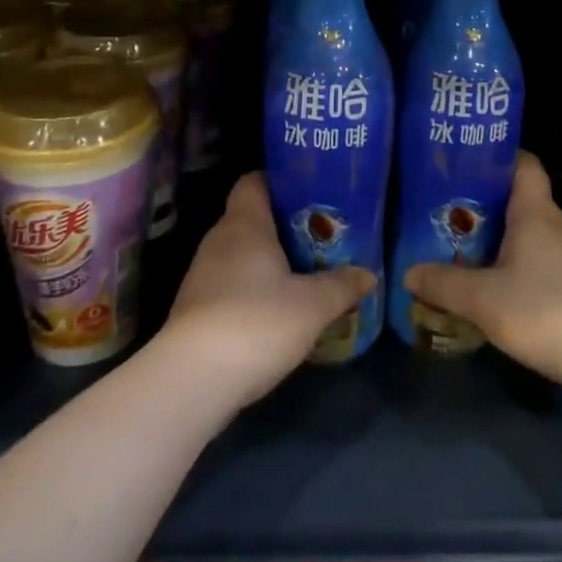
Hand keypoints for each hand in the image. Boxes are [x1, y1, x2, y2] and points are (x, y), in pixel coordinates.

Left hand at [159, 172, 375, 408]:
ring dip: (270, 261)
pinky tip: (279, 309)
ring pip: (242, 254)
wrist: (193, 380)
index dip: (279, 181)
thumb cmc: (257, 322)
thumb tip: (368, 273)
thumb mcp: (313, 304)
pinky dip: (254, 289)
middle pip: (251, 218)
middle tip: (321, 235)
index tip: (309, 191)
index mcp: (244, 224)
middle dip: (285, 225)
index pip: (254, 182)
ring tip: (306, 272)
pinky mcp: (196, 309)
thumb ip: (342, 285)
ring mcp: (202, 276)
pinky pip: (232, 284)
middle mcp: (218, 241)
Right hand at [404, 153, 561, 386]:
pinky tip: (495, 288)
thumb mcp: (481, 298)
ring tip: (464, 250)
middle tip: (449, 212)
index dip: (500, 157)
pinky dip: (517, 268)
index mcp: (535, 213)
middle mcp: (557, 226)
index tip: (468, 162)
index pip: (525, 164)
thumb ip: (443, 283)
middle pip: (521, 201)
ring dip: (501, 240)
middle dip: (487, 205)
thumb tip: (408, 272)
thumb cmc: (542, 309)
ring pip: (530, 235)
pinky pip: (541, 264)